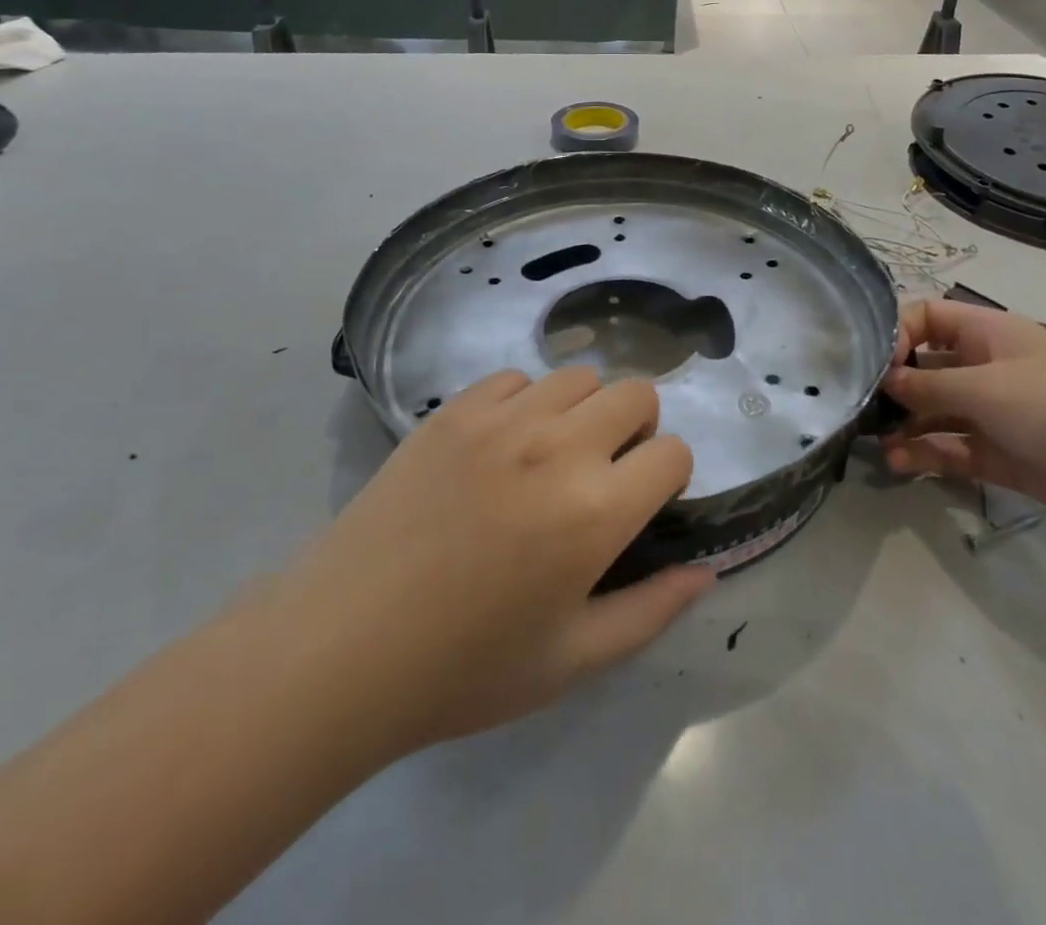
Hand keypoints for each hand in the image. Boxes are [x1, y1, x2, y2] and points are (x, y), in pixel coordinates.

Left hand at [289, 368, 713, 751]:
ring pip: (578, 377)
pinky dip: (526, 403)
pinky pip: (515, 380)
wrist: (342, 646)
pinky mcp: (454, 410)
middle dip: (637, 430)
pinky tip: (500, 448)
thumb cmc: (464, 668)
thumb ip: (650, 611)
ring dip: (584, 410)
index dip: (668, 477)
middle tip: (605, 474)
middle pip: (635, 394)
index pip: (673, 453)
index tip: (641, 504)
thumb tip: (704, 574)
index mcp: (596, 511)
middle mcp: (559, 447)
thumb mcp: (571, 660)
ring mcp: (502, 420)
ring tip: (553, 456)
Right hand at [881, 301, 1045, 567]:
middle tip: (860, 408)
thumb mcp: (987, 388)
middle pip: (925, 367)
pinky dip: (926, 454)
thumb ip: (929, 386)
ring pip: (934, 412)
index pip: (927, 318)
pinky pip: (951, 448)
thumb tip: (883, 380)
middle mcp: (985, 367)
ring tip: (878, 445)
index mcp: (986, 333)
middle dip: (893, 386)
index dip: (898, 334)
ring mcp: (991, 412)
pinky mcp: (998, 454)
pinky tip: (901, 464)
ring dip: (905, 426)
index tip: (876, 364)